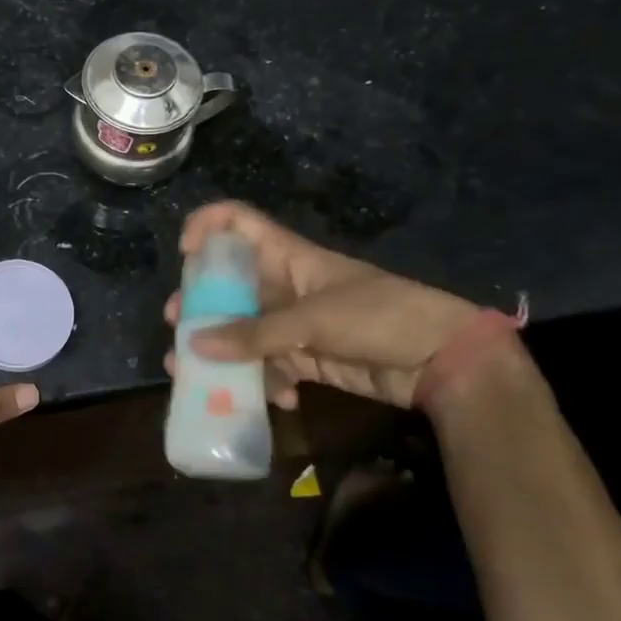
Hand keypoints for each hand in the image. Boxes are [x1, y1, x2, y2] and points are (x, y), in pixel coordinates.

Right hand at [165, 202, 478, 408]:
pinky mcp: (306, 357)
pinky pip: (269, 365)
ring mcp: (293, 323)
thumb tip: (194, 343)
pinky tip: (279, 398)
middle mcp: (283, 285)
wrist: (442, 360)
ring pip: (242, 330)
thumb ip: (255, 334)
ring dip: (222, 353)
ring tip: (198, 377)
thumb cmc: (380, 316)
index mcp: (287, 256)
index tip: (185, 255)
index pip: (237, 223)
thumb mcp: (314, 321)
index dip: (206, 227)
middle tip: (178, 327)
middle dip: (200, 305)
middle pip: (228, 284)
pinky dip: (265, 382)